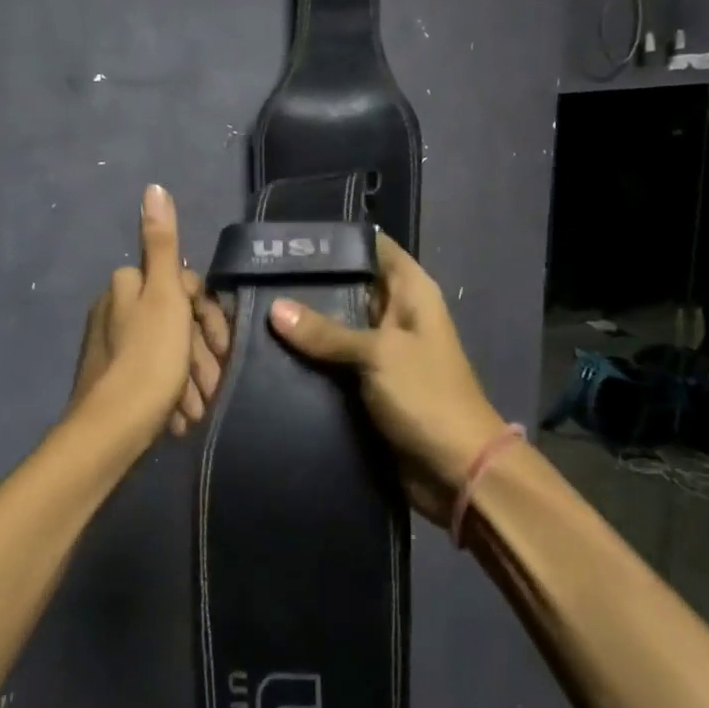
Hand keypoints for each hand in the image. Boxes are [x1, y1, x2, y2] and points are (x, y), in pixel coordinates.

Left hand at [67, 185, 230, 446]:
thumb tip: (153, 187)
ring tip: (200, 408)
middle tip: (216, 382)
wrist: (112, 430)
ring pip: (167, 351)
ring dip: (191, 377)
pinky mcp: (111, 379)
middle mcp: (114, 309)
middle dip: (200, 351)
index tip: (223, 345)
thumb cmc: (149, 359)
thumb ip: (163, 245)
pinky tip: (182, 416)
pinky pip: (153, 376)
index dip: (209, 314)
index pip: (184, 285)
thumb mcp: (165, 297)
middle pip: (176, 320)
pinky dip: (172, 392)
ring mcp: (112, 346)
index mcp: (126, 286)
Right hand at [269, 233, 505, 519]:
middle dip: (310, 281)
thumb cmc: (427, 397)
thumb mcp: (378, 355)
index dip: (337, 239)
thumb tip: (274, 309)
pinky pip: (333, 359)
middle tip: (257, 274)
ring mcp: (380, 349)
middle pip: (349, 284)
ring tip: (252, 306)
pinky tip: (269, 348)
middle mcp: (395, 313)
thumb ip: (327, 331)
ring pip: (337, 324)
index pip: (373, 247)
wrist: (456, 470)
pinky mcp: (367, 381)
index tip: (290, 237)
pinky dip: (309, 355)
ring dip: (304, 321)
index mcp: (411, 292)